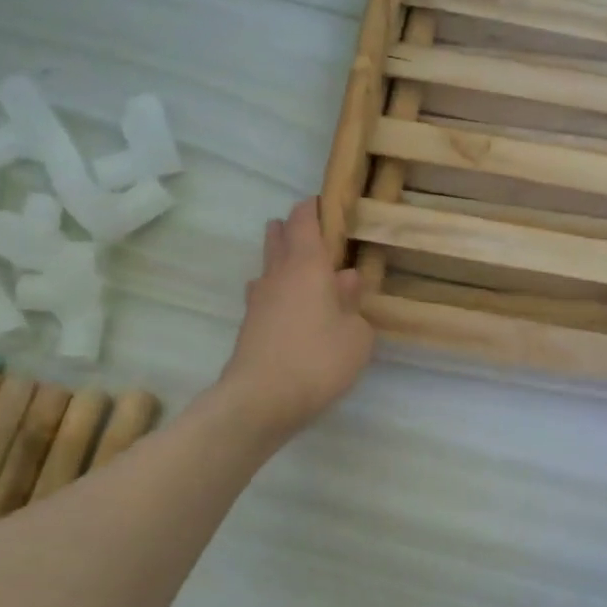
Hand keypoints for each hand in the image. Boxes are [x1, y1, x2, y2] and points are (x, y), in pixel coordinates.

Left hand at [220, 197, 374, 437]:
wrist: (261, 399)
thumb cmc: (318, 360)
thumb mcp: (357, 336)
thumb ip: (354, 304)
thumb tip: (347, 280)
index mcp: (307, 264)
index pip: (304, 219)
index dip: (315, 207)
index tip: (330, 206)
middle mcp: (278, 273)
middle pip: (279, 235)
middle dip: (295, 229)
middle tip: (320, 239)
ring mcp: (258, 298)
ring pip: (269, 264)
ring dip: (285, 261)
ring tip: (309, 275)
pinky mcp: (249, 324)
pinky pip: (266, 294)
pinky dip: (280, 292)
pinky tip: (294, 310)